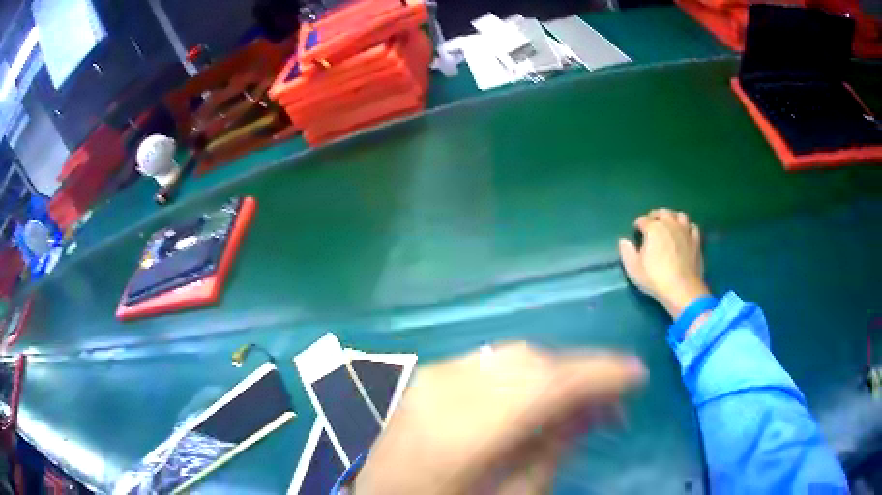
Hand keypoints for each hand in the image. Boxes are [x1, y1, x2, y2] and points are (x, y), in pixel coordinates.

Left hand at [356, 343, 645, 494]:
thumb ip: (551, 451)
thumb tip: (595, 409)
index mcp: (464, 430)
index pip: (549, 384)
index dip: (601, 374)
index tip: (638, 375)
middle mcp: (445, 390)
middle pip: (533, 363)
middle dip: (582, 373)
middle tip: (612, 402)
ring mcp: (429, 379)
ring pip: (512, 359)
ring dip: (554, 373)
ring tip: (579, 403)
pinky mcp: (424, 379)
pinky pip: (488, 365)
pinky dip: (523, 375)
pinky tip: (535, 397)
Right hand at [618, 208, 709, 318]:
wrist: (682, 289)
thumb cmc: (656, 278)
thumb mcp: (634, 269)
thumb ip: (626, 252)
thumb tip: (623, 240)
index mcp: (653, 228)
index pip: (643, 220)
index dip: (638, 225)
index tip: (636, 232)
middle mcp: (670, 224)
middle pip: (662, 212)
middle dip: (655, 216)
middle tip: (652, 224)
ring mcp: (685, 231)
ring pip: (680, 215)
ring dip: (673, 218)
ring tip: (669, 226)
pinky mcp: (696, 241)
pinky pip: (692, 227)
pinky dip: (687, 228)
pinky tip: (685, 234)